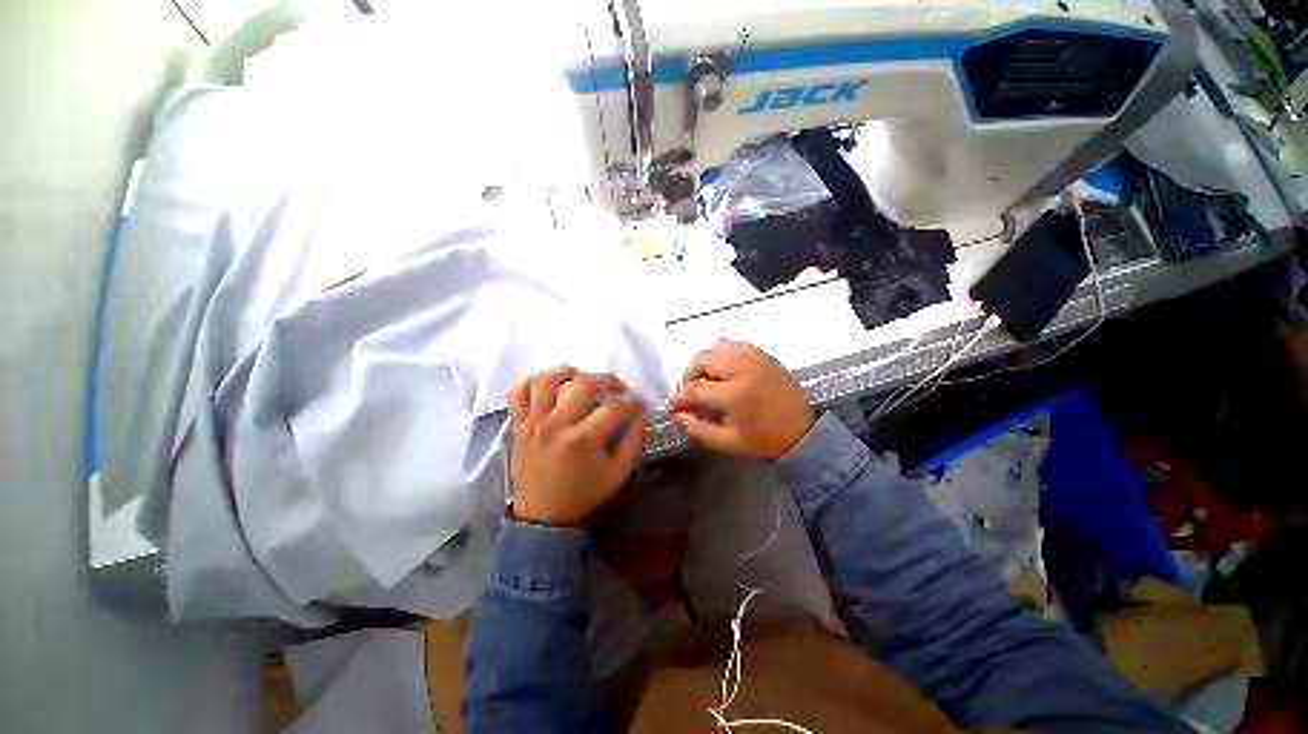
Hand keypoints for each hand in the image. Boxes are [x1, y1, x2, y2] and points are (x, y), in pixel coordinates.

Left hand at [507, 367, 646, 526]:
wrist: (543, 515)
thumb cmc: (583, 493)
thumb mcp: (618, 473)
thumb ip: (633, 441)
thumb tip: (640, 414)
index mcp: (583, 440)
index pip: (614, 407)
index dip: (633, 400)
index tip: (639, 401)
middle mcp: (557, 425)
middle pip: (583, 384)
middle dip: (607, 379)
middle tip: (616, 386)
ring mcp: (534, 422)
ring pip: (546, 380)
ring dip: (567, 371)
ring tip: (580, 377)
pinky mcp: (519, 425)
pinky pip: (517, 392)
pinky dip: (530, 382)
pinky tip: (547, 385)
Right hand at [667, 341, 812, 459]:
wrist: (801, 431)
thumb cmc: (762, 440)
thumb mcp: (727, 443)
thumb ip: (697, 429)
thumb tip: (678, 414)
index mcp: (735, 394)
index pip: (695, 389)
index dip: (679, 398)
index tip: (673, 405)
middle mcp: (743, 368)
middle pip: (702, 360)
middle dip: (689, 376)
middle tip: (690, 392)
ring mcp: (754, 357)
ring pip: (715, 348)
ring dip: (703, 363)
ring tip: (704, 380)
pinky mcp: (762, 354)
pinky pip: (732, 344)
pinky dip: (720, 354)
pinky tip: (721, 370)